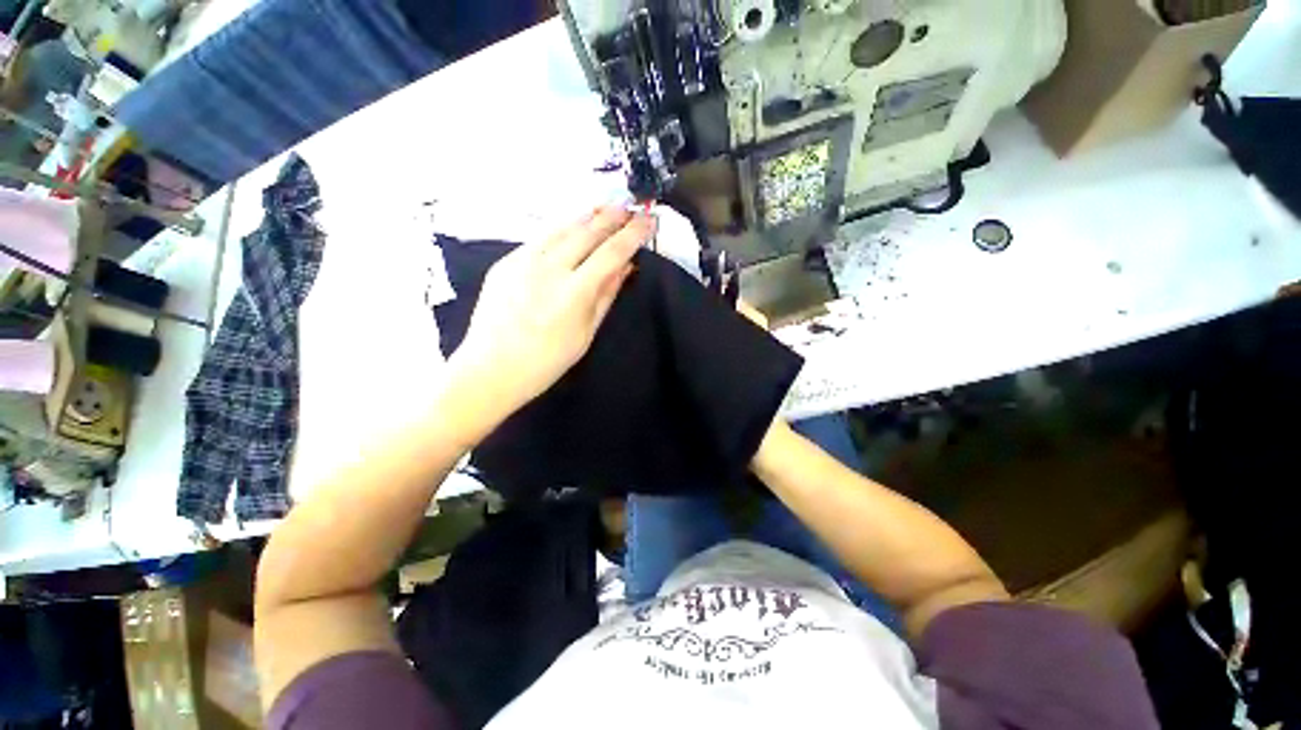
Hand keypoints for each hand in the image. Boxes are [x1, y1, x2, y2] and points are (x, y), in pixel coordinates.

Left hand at [446, 206, 652, 422]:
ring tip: (606, 206)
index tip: (650, 219)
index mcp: (573, 292)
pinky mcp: (506, 261)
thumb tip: (626, 267)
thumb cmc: (546, 362)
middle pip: (587, 232)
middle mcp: (548, 268)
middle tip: (631, 205)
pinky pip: (541, 237)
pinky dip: (562, 227)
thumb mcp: (585, 334)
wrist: (490, 370)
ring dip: (587, 215)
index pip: (611, 253)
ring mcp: (523, 260)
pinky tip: (572, 226)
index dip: (633, 234)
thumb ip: (606, 296)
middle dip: (613, 215)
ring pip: (561, 227)